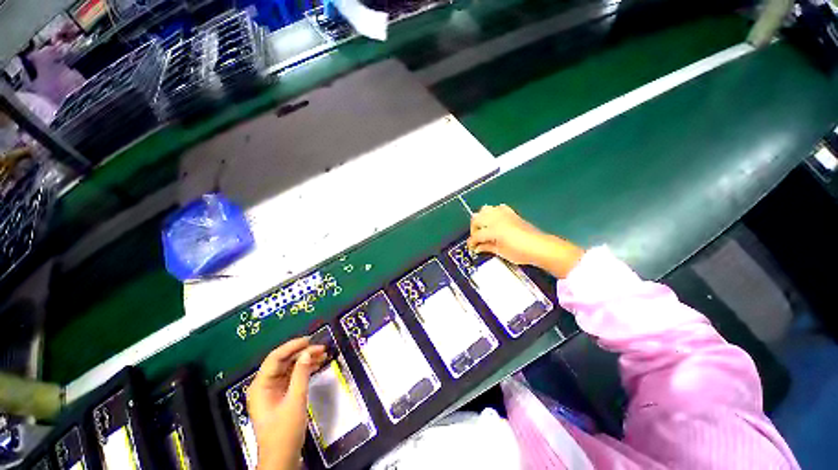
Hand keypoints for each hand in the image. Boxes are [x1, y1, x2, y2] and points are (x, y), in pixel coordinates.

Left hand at [248, 337, 326, 469]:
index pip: (275, 358)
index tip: (310, 340)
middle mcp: (264, 385)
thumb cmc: (285, 430)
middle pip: (283, 361)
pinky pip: (292, 376)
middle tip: (321, 347)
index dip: (292, 346)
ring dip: (305, 360)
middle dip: (302, 353)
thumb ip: (301, 374)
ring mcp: (272, 390)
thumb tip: (307, 353)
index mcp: (261, 385)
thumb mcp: (295, 400)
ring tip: (323, 354)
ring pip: (289, 368)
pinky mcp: (281, 396)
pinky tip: (317, 365)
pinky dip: (304, 370)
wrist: (282, 458)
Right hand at [467, 204, 584, 278]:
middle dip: (473, 228)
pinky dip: (493, 212)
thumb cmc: (521, 252)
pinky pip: (498, 207)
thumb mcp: (501, 252)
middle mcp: (496, 218)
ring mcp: (504, 214)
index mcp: (493, 230)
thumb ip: (487, 247)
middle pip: (476, 218)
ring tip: (483, 228)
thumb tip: (477, 247)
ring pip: (485, 209)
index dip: (471, 242)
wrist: (540, 247)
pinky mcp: (511, 213)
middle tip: (476, 238)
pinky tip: (495, 221)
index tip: (471, 247)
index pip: (476, 234)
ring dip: (481, 218)